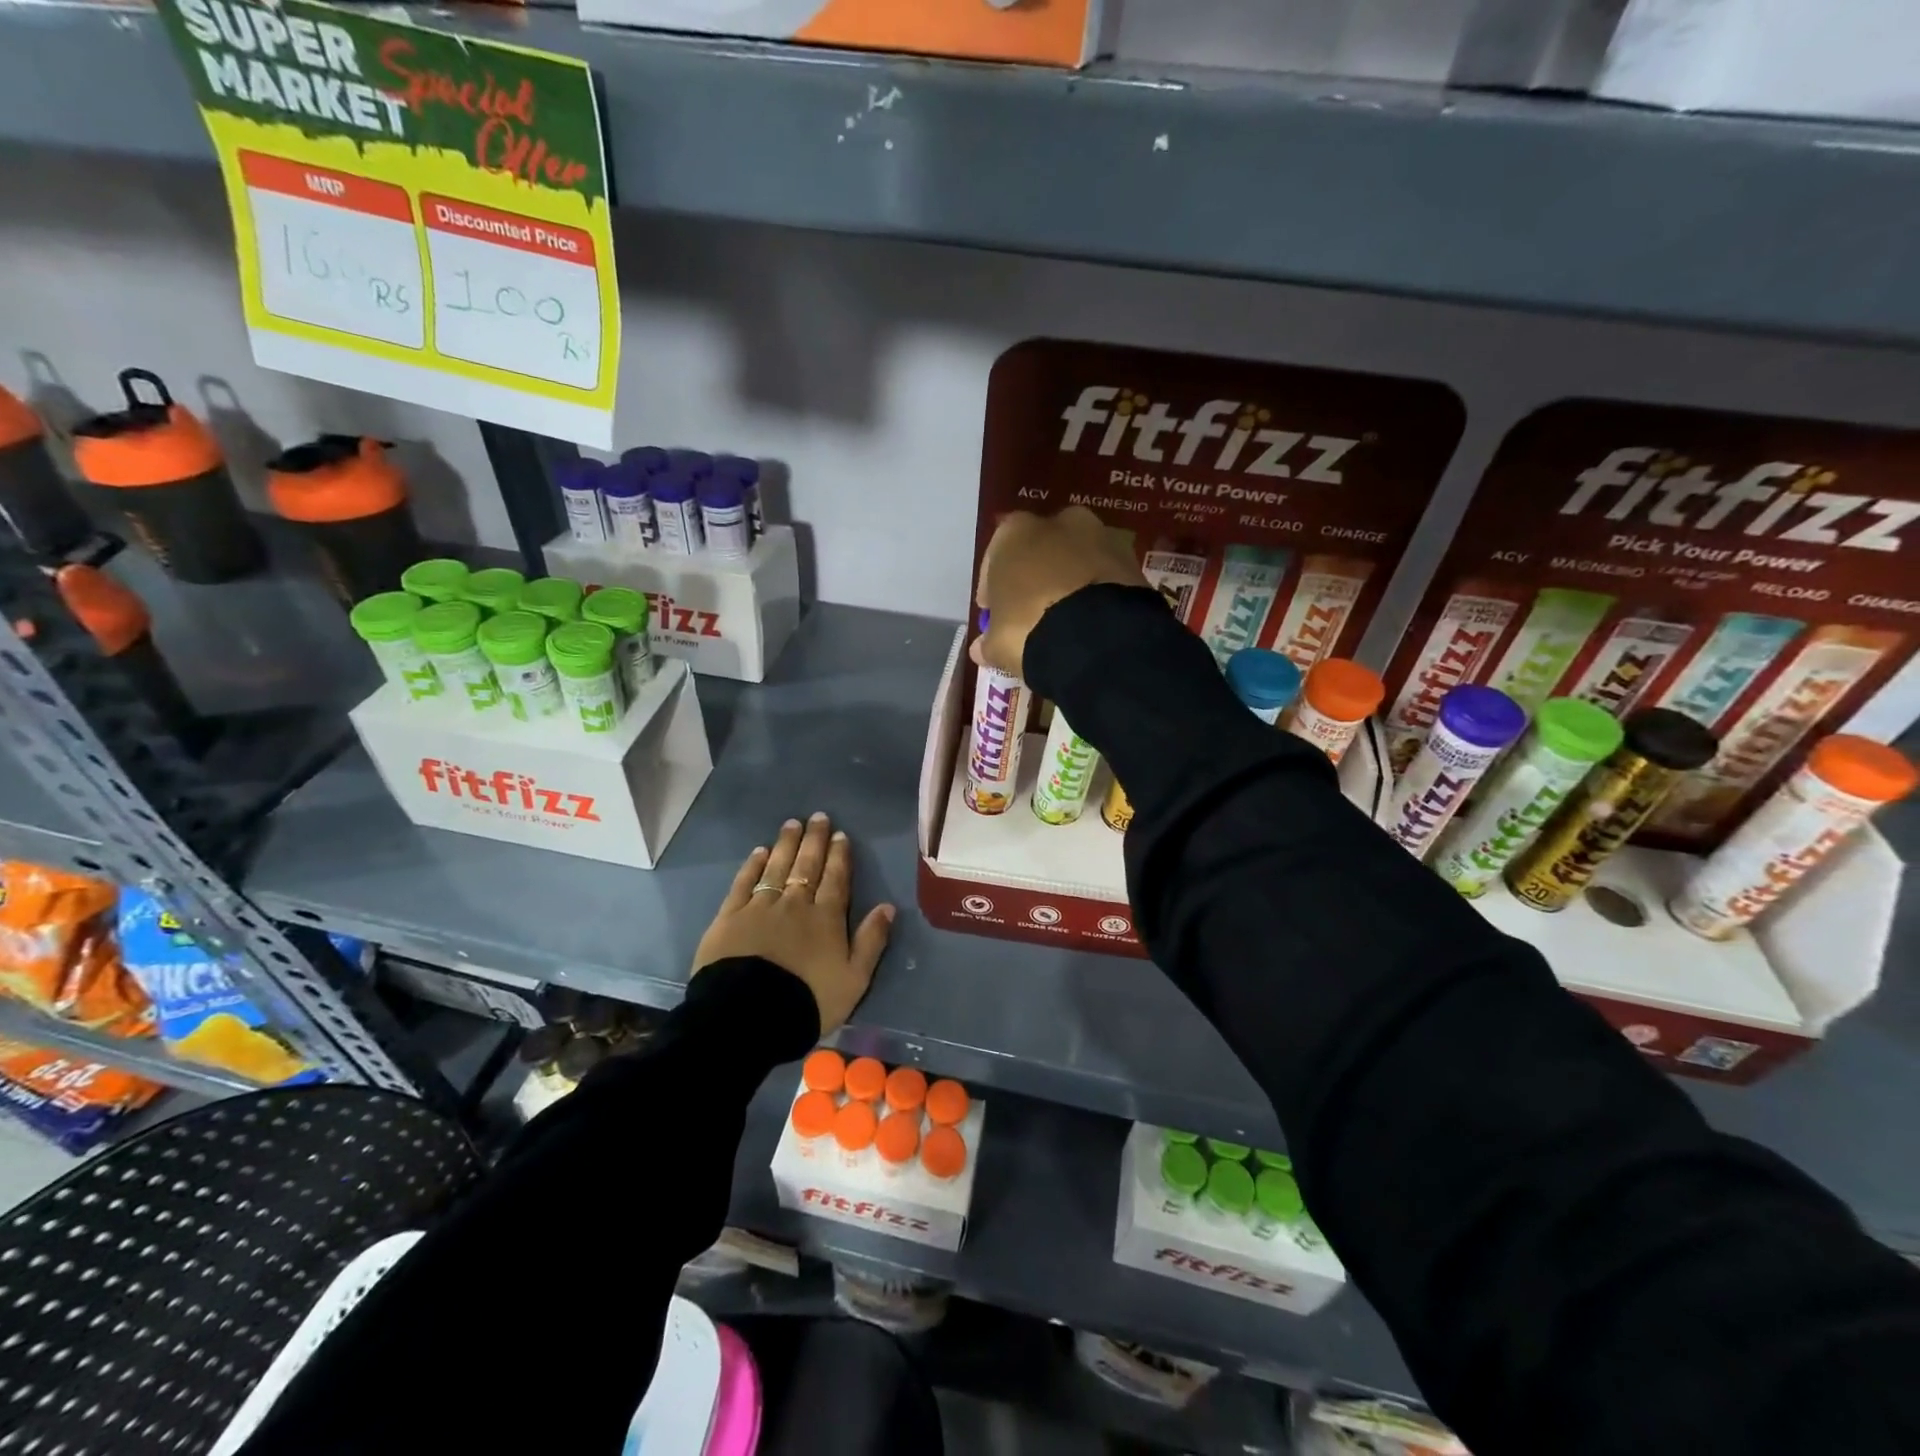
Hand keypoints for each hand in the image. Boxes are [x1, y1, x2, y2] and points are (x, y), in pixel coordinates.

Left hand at [693, 813, 894, 1035]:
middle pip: (807, 865)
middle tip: (818, 817)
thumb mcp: (854, 979)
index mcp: (827, 918)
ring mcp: (760, 907)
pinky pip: (744, 883)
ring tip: (792, 824)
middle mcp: (795, 904)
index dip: (839, 856)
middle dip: (814, 840)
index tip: (840, 834)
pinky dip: (753, 865)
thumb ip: (872, 941)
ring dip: (786, 844)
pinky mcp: (730, 917)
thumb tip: (888, 907)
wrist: (749, 1016)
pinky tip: (759, 852)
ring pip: (777, 867)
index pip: (836, 879)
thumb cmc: (808, 1000)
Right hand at [973, 506, 1144, 676]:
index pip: (994, 561)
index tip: (995, 614)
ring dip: (1068, 581)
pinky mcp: (1130, 557)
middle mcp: (1057, 521)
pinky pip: (1102, 575)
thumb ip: (988, 641)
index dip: (993, 591)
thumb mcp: (997, 643)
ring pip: (1074, 560)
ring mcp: (1098, 535)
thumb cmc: (1029, 629)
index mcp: (1013, 532)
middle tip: (1032, 612)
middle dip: (1035, 577)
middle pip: (1039, 552)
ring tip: (1066, 618)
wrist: (1096, 636)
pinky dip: (1095, 591)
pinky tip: (1091, 619)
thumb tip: (983, 648)